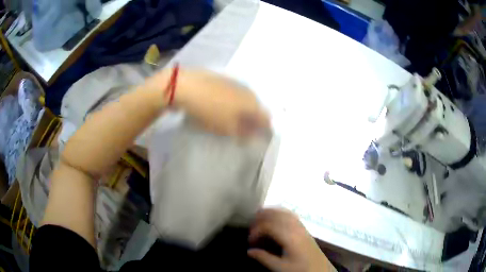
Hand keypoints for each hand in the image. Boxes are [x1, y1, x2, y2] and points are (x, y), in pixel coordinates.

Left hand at [147, 68, 268, 136]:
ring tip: (232, 119)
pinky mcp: (223, 79)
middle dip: (253, 120)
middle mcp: (248, 91)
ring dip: (243, 110)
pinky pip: (233, 93)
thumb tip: (253, 136)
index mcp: (252, 103)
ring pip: (245, 99)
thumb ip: (243, 133)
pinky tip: (222, 106)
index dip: (264, 129)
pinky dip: (232, 101)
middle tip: (244, 130)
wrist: (187, 86)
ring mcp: (235, 83)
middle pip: (256, 107)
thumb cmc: (209, 110)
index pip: (266, 118)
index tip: (258, 138)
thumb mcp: (226, 128)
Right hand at [248, 209, 334, 271]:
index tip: (250, 242)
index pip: (269, 226)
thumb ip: (264, 258)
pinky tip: (275, 218)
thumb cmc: (300, 269)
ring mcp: (301, 227)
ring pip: (284, 212)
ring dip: (270, 212)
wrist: (320, 269)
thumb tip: (249, 251)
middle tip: (251, 226)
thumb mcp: (281, 267)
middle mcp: (296, 228)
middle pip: (277, 215)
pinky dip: (280, 213)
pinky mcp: (304, 229)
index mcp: (290, 238)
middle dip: (261, 217)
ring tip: (259, 217)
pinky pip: (291, 215)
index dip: (256, 231)